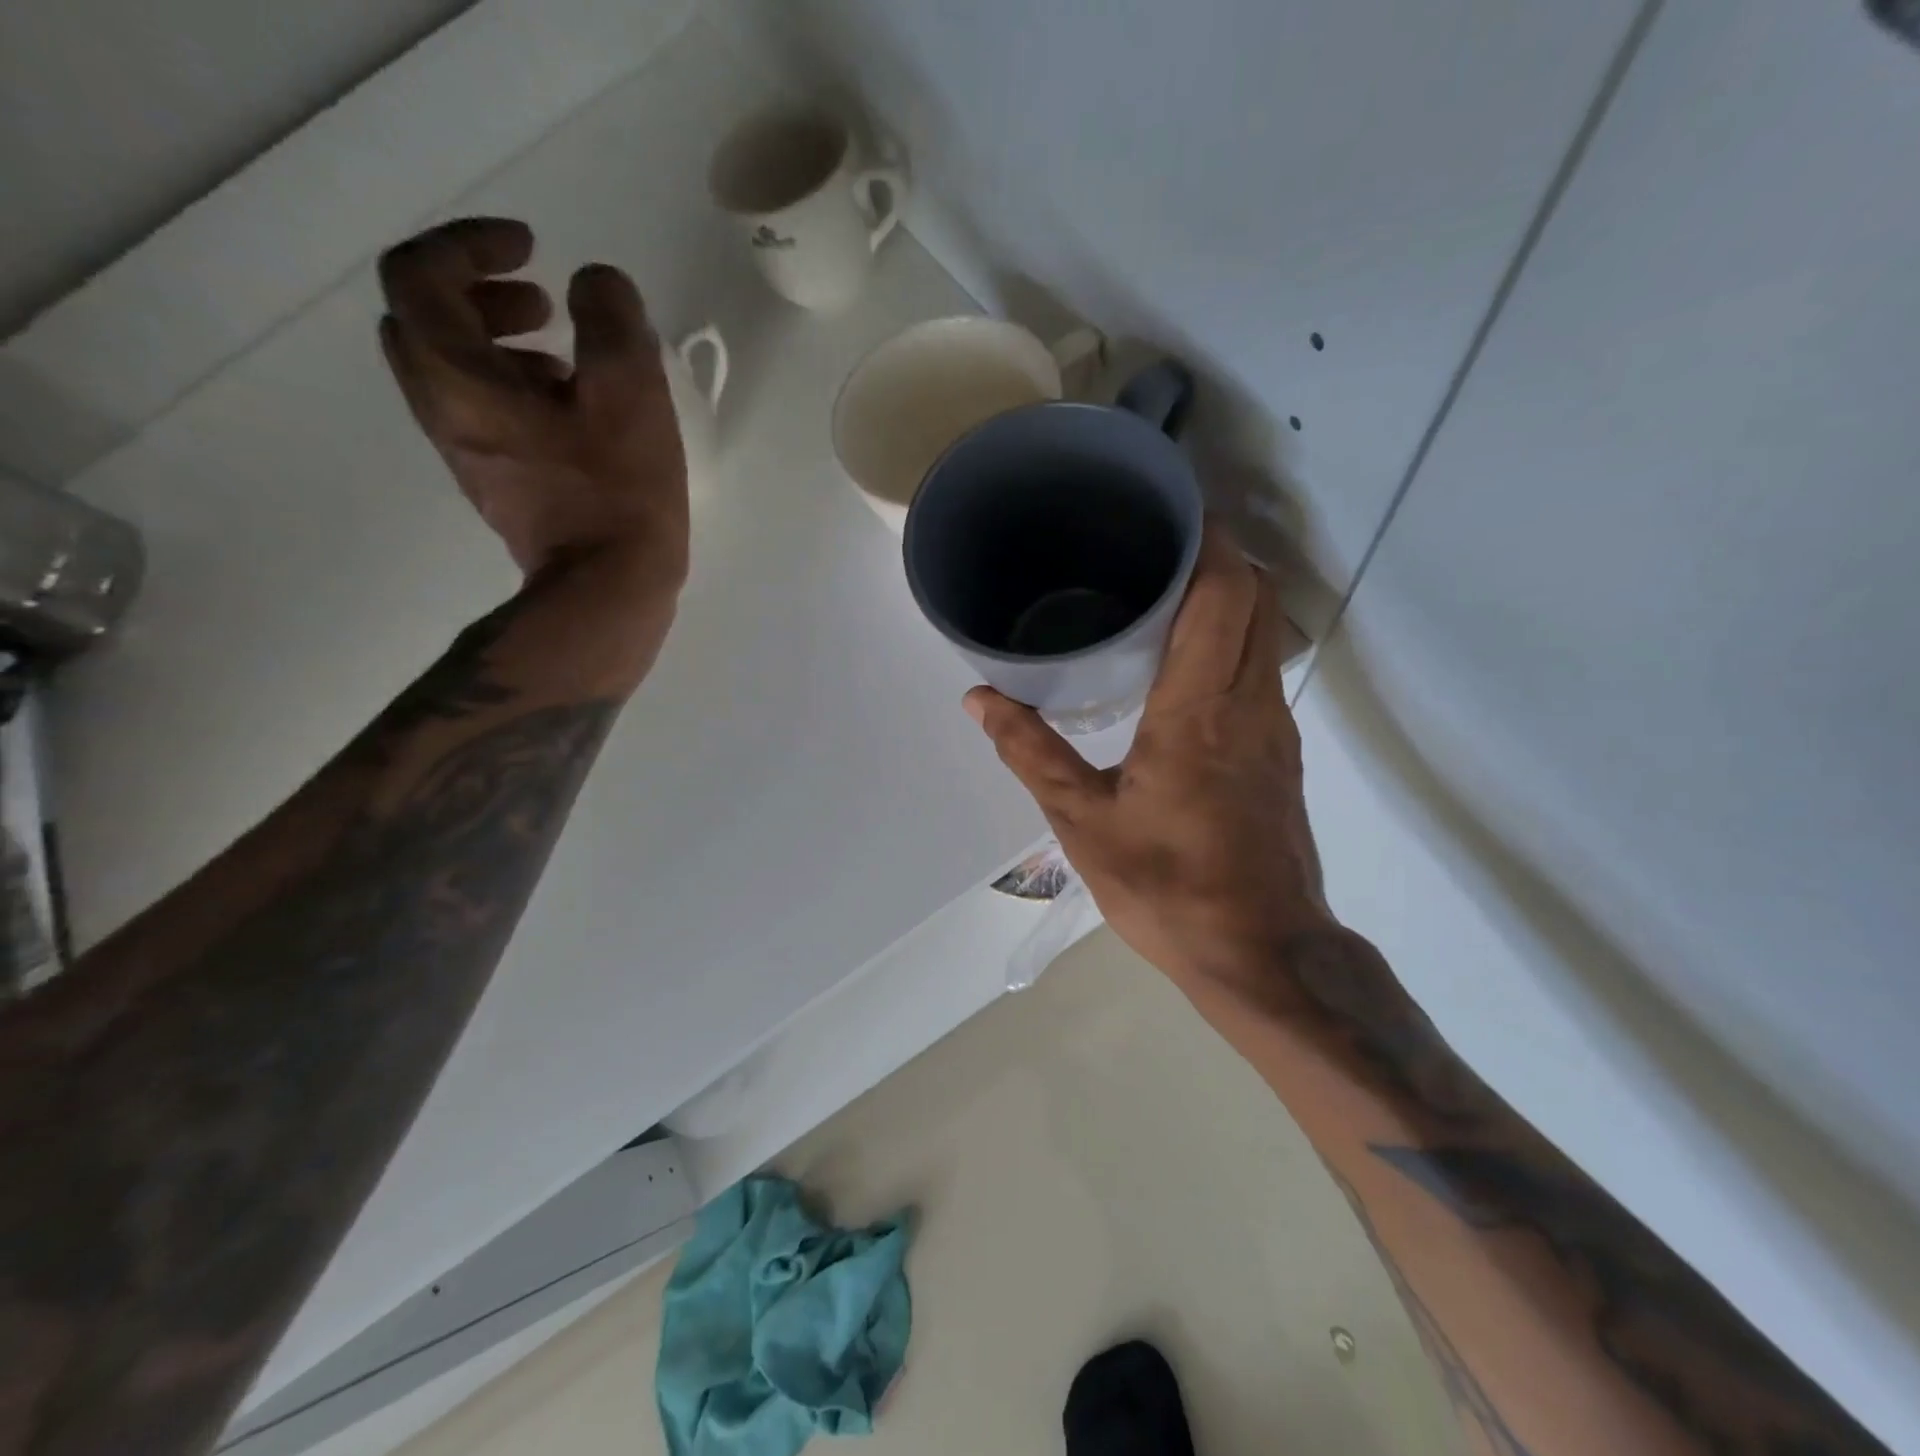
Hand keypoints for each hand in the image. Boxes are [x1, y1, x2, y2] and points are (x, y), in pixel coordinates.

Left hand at [377, 218, 687, 589]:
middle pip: (423, 319)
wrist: (607, 591)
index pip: (418, 274)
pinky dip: (515, 387)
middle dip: (477, 292)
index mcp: (457, 379)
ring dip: (499, 341)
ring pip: (453, 368)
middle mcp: (443, 410)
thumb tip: (597, 286)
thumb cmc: (617, 495)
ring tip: (566, 357)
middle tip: (542, 301)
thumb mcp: (630, 395)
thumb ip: (612, 320)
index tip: (533, 251)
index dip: (470, 243)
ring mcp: (467, 452)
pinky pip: (483, 410)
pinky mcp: (498, 482)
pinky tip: (574, 409)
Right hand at [966, 525, 1330, 992]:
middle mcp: (1251, 703)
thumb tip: (981, 698)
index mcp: (1201, 709)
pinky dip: (1234, 639)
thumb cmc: (1168, 887)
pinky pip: (1262, 669)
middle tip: (1158, 544)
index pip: (1223, 592)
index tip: (1173, 509)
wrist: (1262, 953)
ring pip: (1266, 632)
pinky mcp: (1283, 755)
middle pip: (1257, 597)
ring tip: (1166, 591)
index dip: (1207, 539)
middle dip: (1219, 555)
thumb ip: (1031, 753)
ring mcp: (1277, 728)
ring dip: (1229, 596)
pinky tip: (1185, 663)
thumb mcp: (1082, 822)